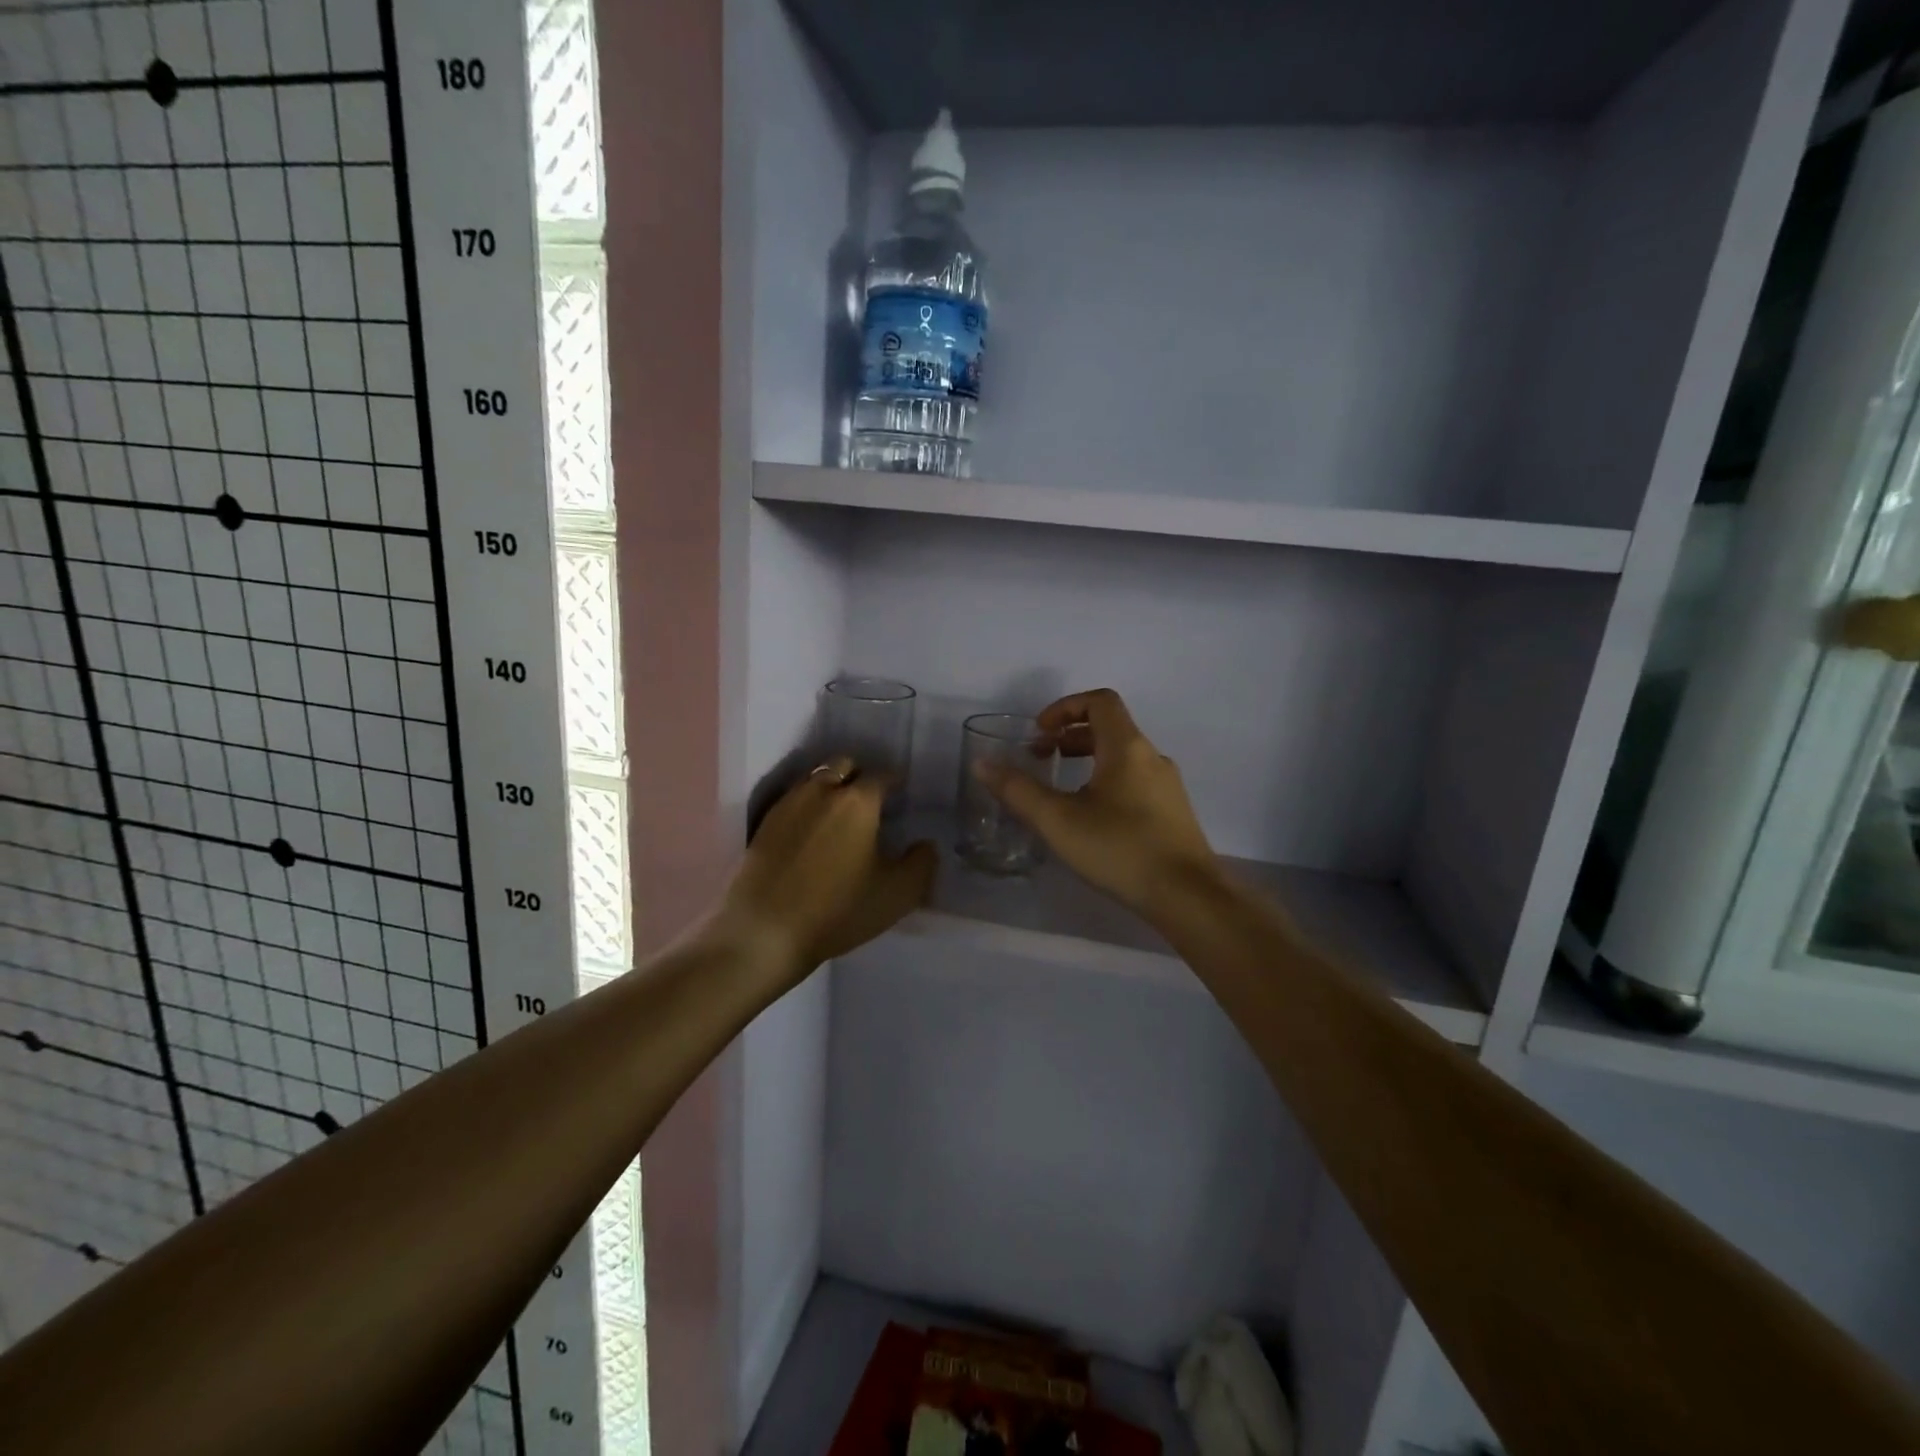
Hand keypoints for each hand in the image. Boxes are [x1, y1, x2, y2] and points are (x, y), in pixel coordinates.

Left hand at [717, 758, 937, 984]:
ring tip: (840, 813)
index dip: (896, 781)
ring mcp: (788, 804)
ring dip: (831, 786)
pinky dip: (807, 805)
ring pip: (815, 778)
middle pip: (844, 764)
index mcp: (858, 801)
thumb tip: (924, 844)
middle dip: (860, 774)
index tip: (903, 793)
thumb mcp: (897, 894)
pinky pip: (793, 799)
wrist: (763, 931)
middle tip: (871, 800)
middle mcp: (821, 790)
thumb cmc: (838, 909)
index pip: (883, 775)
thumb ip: (921, 863)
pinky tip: (811, 830)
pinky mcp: (764, 824)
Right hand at [976, 689, 1219, 918]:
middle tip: (1043, 758)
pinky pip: (1135, 780)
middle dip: (1071, 735)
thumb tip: (982, 763)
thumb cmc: (1120, 849)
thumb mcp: (1058, 820)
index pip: (1099, 702)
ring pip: (1123, 756)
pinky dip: (1107, 781)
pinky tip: (1092, 819)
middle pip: (1110, 727)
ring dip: (1089, 759)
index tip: (1040, 732)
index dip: (1065, 707)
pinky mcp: (1172, 812)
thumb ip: (1018, 790)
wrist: (1187, 896)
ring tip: (1062, 789)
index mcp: (1127, 747)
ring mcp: (1167, 785)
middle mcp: (1151, 757)